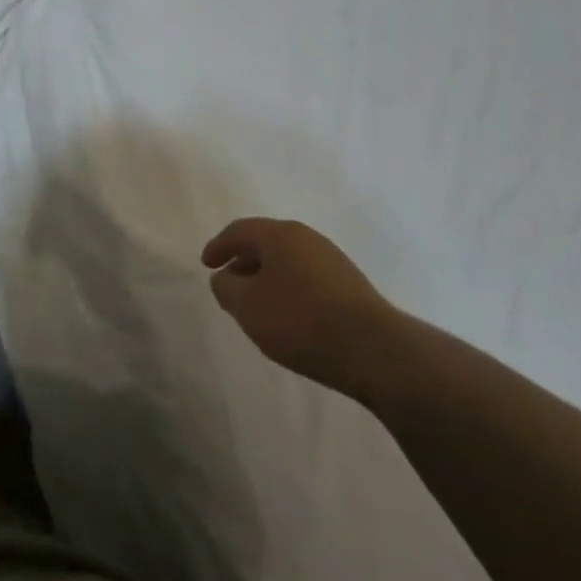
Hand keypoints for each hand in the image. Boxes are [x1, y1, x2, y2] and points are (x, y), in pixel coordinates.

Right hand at [202, 217, 398, 398]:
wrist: (374, 350)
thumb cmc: (300, 320)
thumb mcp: (247, 306)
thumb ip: (226, 287)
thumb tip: (225, 277)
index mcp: (280, 234)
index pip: (239, 230)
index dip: (218, 246)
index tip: (206, 265)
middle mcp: (307, 238)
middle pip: (266, 242)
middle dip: (243, 261)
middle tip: (229, 283)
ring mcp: (332, 260)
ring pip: (288, 261)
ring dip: (267, 276)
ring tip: (257, 304)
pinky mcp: (349, 285)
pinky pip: (306, 277)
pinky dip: (288, 288)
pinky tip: (288, 315)